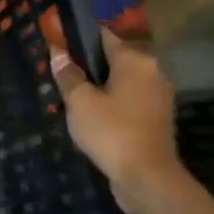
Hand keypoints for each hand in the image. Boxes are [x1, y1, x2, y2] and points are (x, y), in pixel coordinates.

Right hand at [41, 12, 181, 212]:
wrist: (147, 178)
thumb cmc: (111, 132)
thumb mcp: (79, 101)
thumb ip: (68, 74)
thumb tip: (58, 52)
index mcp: (135, 60)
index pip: (102, 35)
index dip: (76, 37)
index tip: (55, 43)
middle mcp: (152, 72)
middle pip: (113, 58)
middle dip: (87, 64)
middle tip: (60, 75)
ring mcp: (158, 96)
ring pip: (120, 80)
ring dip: (99, 85)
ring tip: (71, 97)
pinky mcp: (157, 118)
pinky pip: (128, 100)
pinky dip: (111, 102)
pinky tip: (91, 115)